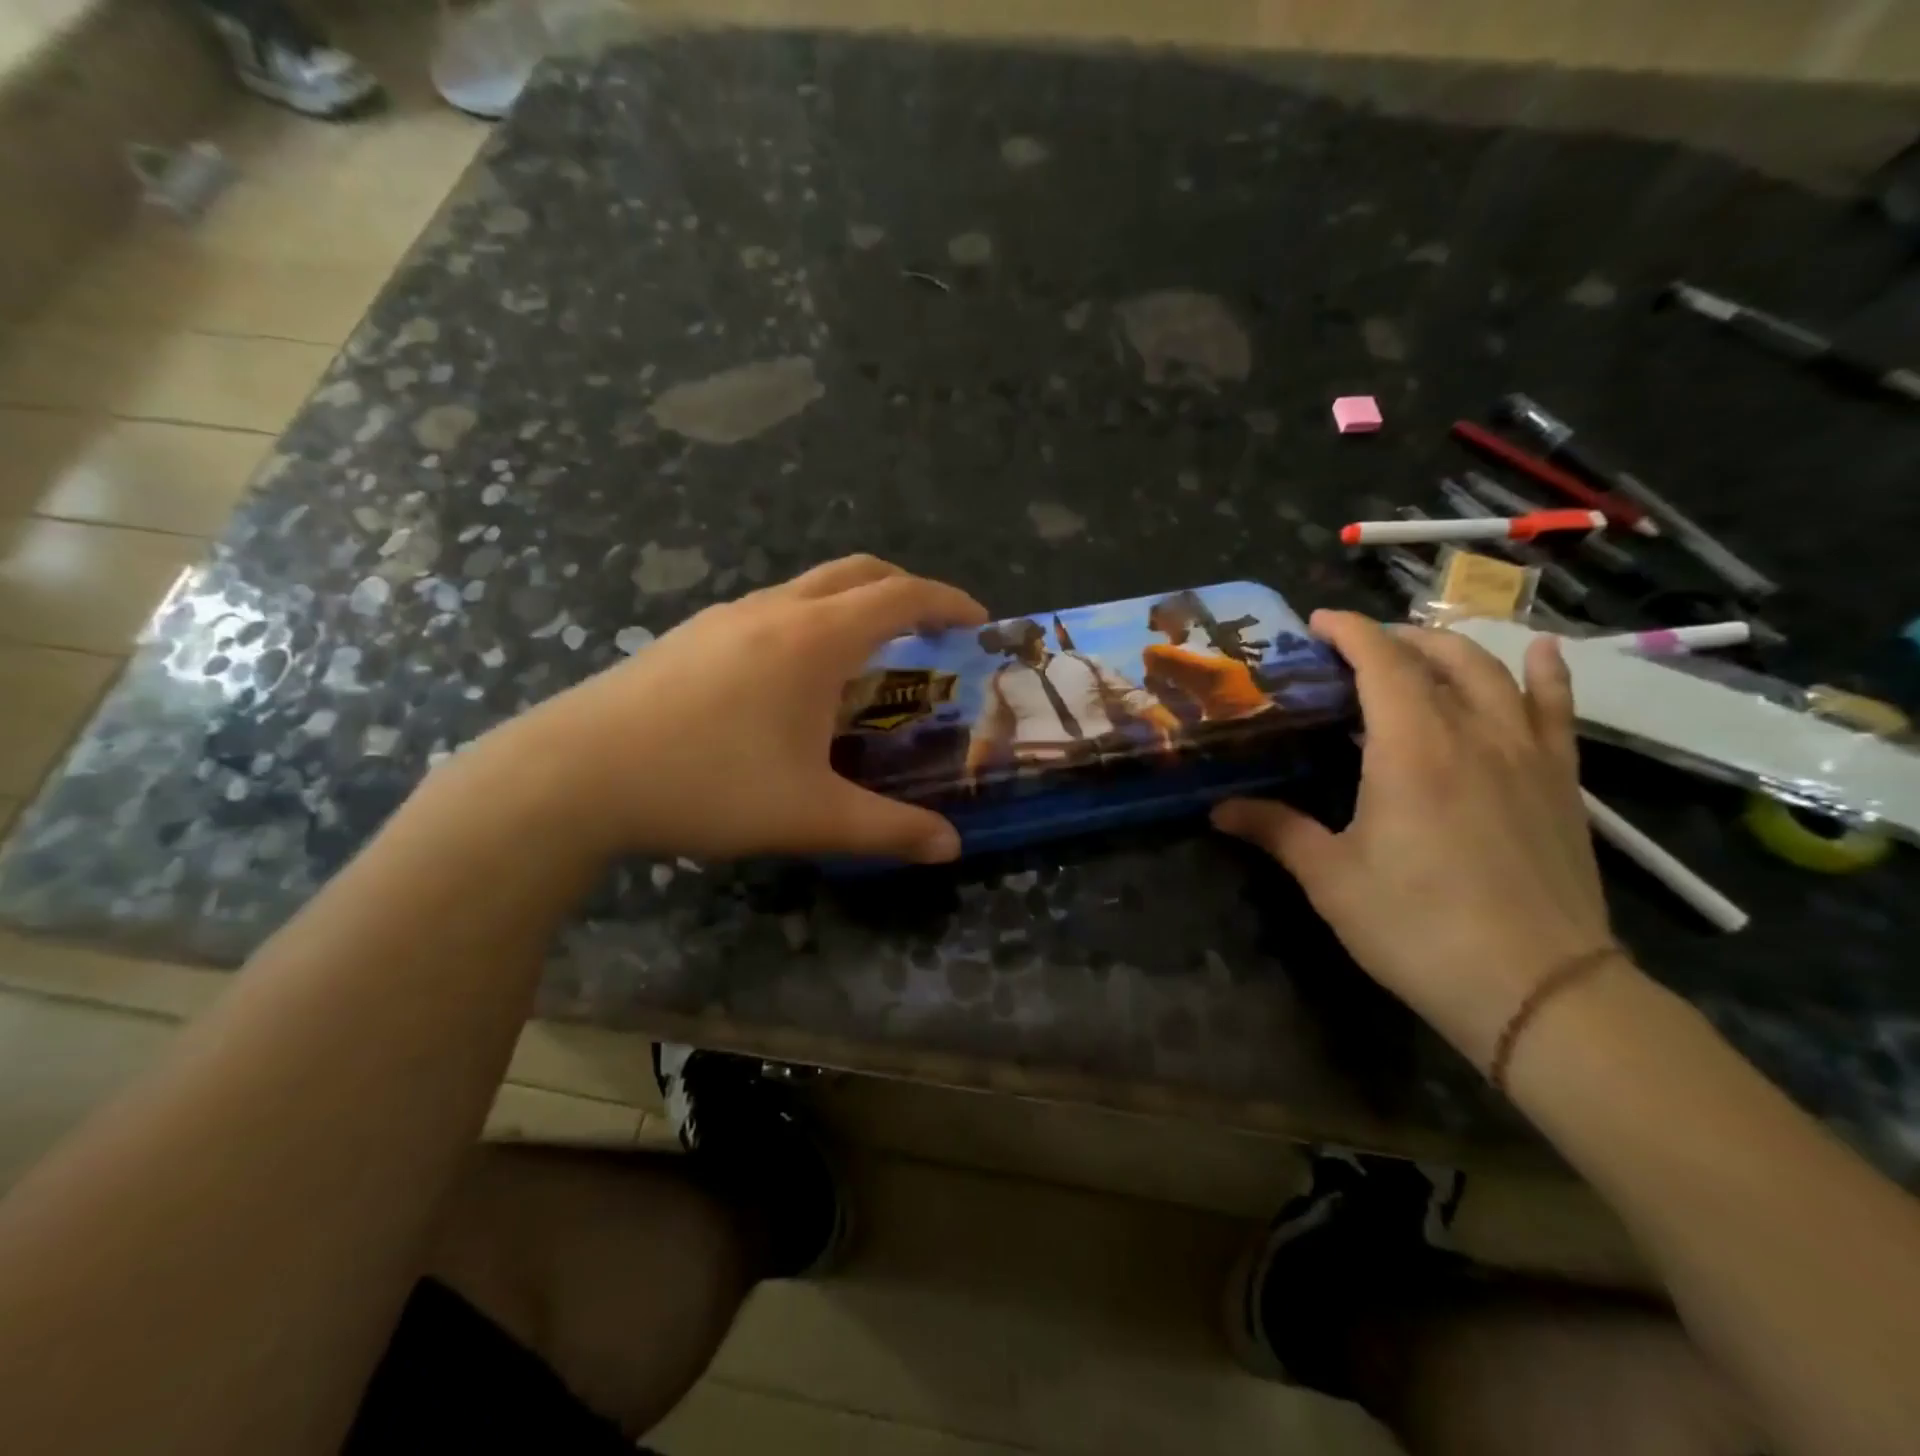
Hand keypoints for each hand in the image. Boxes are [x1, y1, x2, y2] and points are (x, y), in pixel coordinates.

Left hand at [472, 555, 986, 862]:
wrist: (574, 774)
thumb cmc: (706, 785)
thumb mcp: (811, 817)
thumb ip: (889, 830)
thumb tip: (950, 847)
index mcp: (814, 639)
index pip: (901, 596)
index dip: (948, 601)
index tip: (979, 620)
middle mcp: (775, 610)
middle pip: (858, 572)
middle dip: (906, 590)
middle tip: (932, 631)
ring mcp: (726, 616)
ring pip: (809, 587)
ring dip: (853, 606)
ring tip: (868, 659)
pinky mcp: (692, 635)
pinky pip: (772, 609)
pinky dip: (810, 622)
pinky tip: (793, 680)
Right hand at [1210, 611, 1614, 1066]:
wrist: (1539, 988)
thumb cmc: (1418, 926)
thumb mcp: (1331, 879)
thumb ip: (1275, 831)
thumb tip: (1218, 810)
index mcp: (1411, 748)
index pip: (1381, 662)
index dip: (1349, 631)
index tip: (1317, 622)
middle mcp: (1473, 733)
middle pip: (1437, 656)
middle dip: (1391, 638)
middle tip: (1352, 648)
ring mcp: (1526, 753)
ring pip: (1492, 672)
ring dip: (1449, 649)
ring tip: (1417, 648)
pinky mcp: (1561, 781)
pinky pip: (1557, 709)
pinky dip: (1544, 674)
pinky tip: (1537, 653)